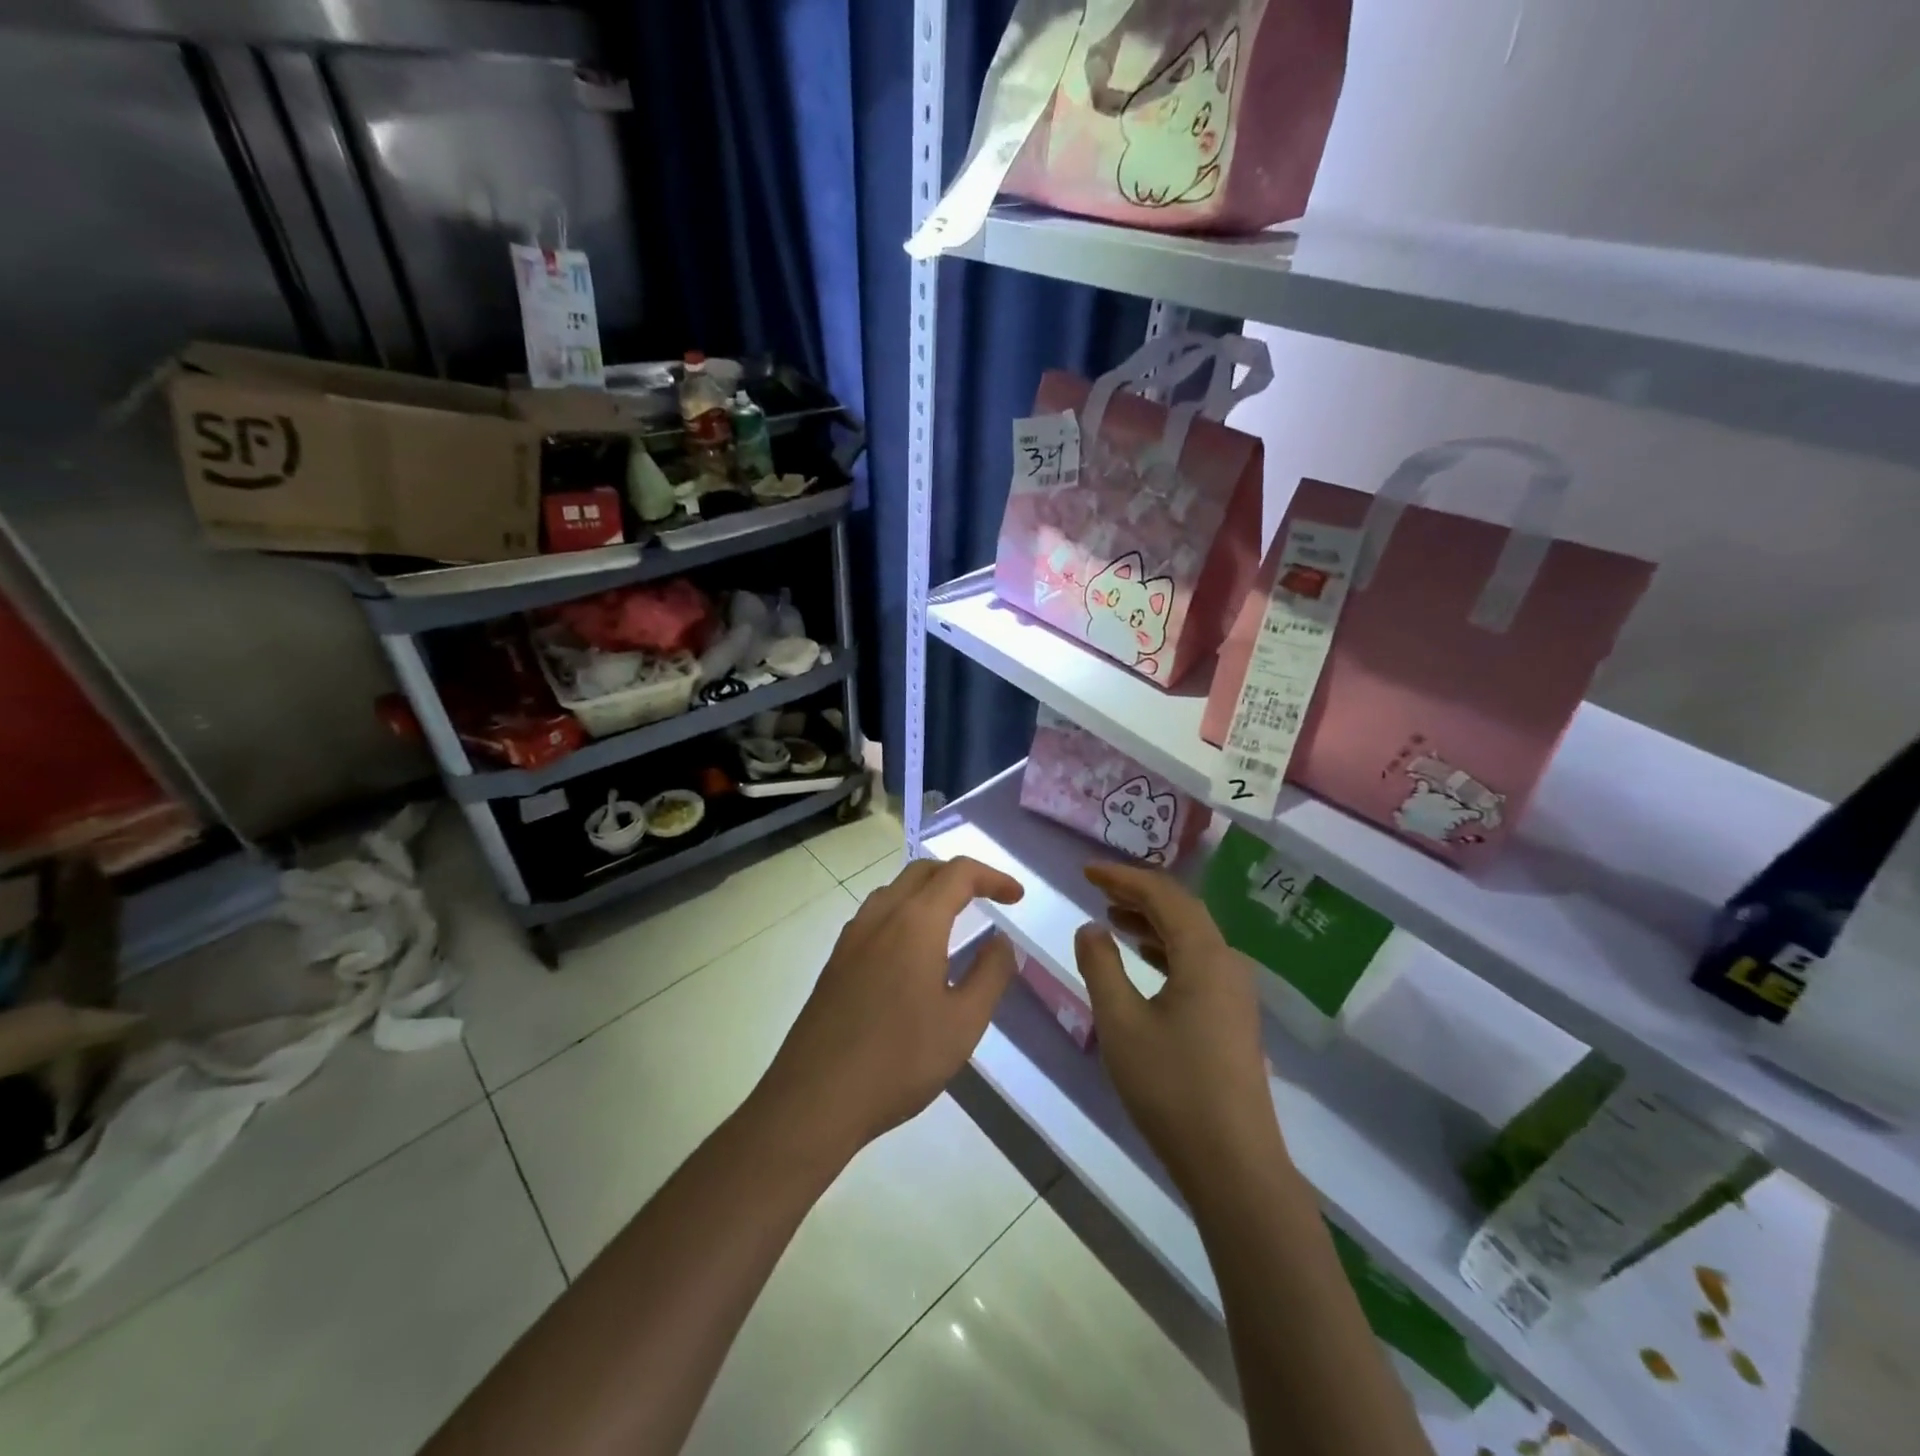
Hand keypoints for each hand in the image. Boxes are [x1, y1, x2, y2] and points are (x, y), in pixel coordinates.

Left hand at [757, 857, 1023, 1159]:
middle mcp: (880, 917)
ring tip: (953, 919)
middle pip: (922, 871)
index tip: (1016, 897)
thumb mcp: (963, 1023)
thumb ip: (990, 974)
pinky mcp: (835, 962)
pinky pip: (875, 917)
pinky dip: (904, 913)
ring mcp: (851, 938)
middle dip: (959, 876)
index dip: (992, 877)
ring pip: (894, 891)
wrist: (815, 1098)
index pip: (958, 874)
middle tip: (988, 899)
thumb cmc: (899, 1059)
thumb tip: (1001, 942)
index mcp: (915, 922)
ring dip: (928, 892)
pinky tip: (912, 953)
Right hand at [1073, 862, 1284, 1196]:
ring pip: (1191, 937)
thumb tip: (1090, 927)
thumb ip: (1101, 967)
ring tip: (1112, 918)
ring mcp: (1236, 991)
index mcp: (1204, 955)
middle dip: (1138, 894)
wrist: (1233, 1164)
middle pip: (1182, 910)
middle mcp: (1227, 963)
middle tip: (1097, 888)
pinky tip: (1143, 961)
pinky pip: (1197, 962)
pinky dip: (1166, 949)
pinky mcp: (1234, 1016)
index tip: (1087, 872)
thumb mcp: (1121, 1022)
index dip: (1123, 877)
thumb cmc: (1171, 1087)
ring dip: (1151, 921)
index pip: (1163, 895)